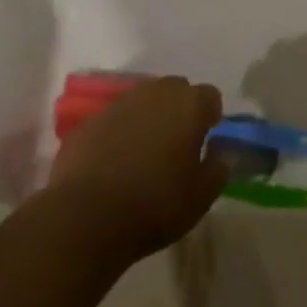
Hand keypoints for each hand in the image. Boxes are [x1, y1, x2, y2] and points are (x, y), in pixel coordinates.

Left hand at [47, 77, 227, 262]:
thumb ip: (218, 167)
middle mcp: (156, 92)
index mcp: (188, 104)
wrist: (87, 215)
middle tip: (177, 146)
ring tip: (145, 155)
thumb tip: (219, 151)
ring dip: (149, 119)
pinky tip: (115, 163)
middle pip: (176, 91)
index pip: (210, 96)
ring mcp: (120, 102)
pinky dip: (121, 132)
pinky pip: (116, 118)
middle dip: (180, 111)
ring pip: (144, 101)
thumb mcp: (201, 197)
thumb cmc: (155, 204)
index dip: (210, 117)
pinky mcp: (91, 119)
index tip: (205, 142)